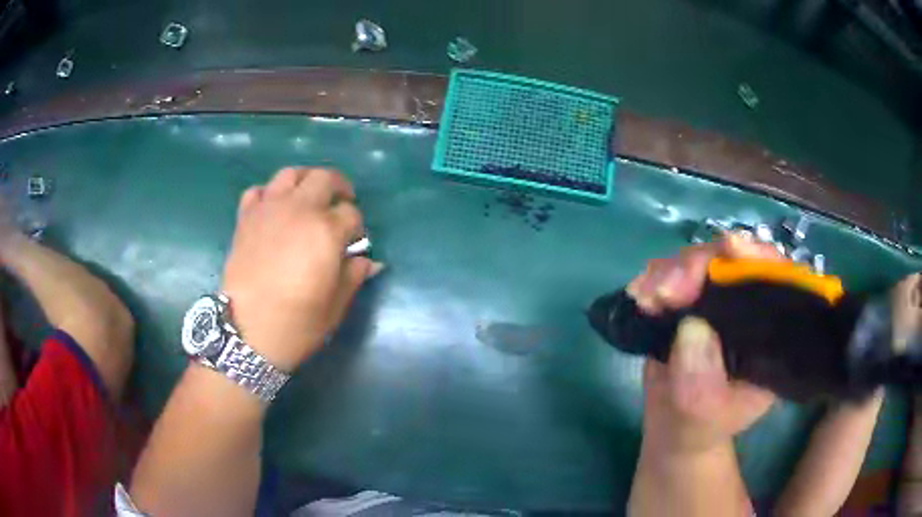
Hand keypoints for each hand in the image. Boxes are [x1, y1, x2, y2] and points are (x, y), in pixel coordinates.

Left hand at [221, 167, 380, 371]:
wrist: (245, 332)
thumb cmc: (295, 323)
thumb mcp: (334, 307)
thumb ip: (353, 276)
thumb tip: (368, 261)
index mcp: (326, 231)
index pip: (352, 214)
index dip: (357, 228)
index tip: (354, 243)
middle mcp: (298, 210)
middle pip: (325, 178)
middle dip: (340, 188)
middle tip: (341, 204)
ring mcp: (268, 210)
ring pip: (290, 174)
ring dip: (305, 180)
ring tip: (309, 197)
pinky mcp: (246, 218)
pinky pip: (257, 191)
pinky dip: (269, 194)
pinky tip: (274, 210)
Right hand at [628, 234, 779, 452]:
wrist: (675, 427)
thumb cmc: (701, 426)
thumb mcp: (703, 415)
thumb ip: (699, 382)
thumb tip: (691, 326)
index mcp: (771, 331)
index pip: (777, 279)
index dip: (759, 257)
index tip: (730, 250)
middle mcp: (749, 306)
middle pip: (733, 259)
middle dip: (699, 265)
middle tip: (666, 291)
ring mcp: (717, 300)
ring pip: (699, 260)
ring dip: (670, 272)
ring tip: (646, 298)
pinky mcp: (689, 301)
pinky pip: (672, 275)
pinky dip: (653, 280)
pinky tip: (639, 296)